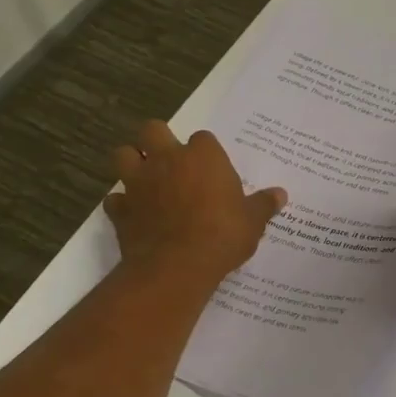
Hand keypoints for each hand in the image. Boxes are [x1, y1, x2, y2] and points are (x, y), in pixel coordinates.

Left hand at [104, 121, 286, 286]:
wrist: (177, 267)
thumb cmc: (222, 235)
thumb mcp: (253, 221)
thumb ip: (264, 204)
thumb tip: (281, 194)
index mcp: (202, 156)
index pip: (203, 138)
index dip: (206, 152)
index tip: (212, 168)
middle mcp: (166, 160)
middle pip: (152, 129)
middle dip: (157, 140)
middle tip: (170, 161)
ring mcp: (138, 182)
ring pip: (123, 155)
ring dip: (131, 163)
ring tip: (146, 179)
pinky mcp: (120, 209)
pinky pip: (115, 199)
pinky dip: (122, 204)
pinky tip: (134, 214)